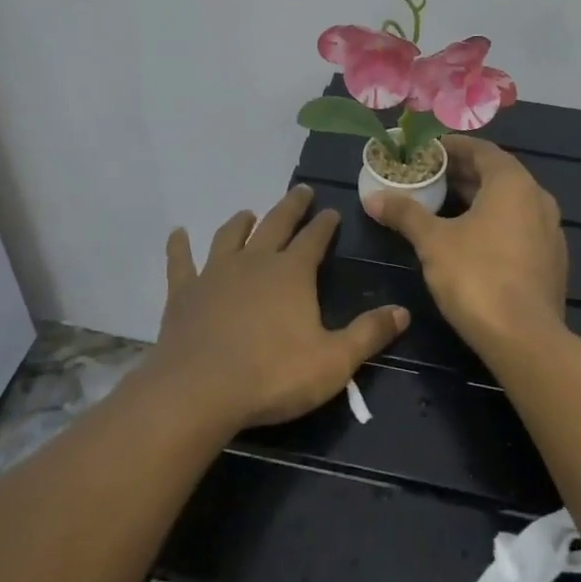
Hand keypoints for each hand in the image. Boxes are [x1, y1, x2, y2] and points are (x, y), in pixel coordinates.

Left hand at [149, 185, 410, 431]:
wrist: (200, 390)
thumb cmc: (273, 375)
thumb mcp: (333, 361)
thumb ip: (368, 334)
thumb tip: (403, 311)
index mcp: (292, 273)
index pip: (315, 239)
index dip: (325, 224)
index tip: (332, 211)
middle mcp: (255, 261)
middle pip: (276, 224)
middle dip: (291, 207)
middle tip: (301, 190)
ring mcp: (215, 273)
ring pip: (230, 236)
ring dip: (241, 222)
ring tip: (248, 213)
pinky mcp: (184, 292)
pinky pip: (181, 262)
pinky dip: (179, 247)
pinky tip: (177, 234)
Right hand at [366, 136, 567, 360]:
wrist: (526, 339)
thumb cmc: (477, 277)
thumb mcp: (433, 241)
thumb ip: (405, 213)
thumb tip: (372, 198)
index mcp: (513, 184)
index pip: (482, 150)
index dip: (453, 147)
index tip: (427, 151)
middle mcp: (538, 199)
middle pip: (497, 175)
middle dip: (462, 173)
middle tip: (429, 176)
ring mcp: (550, 231)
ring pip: (510, 202)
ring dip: (478, 198)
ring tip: (444, 204)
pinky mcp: (551, 260)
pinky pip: (519, 227)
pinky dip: (494, 222)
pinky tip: (470, 239)